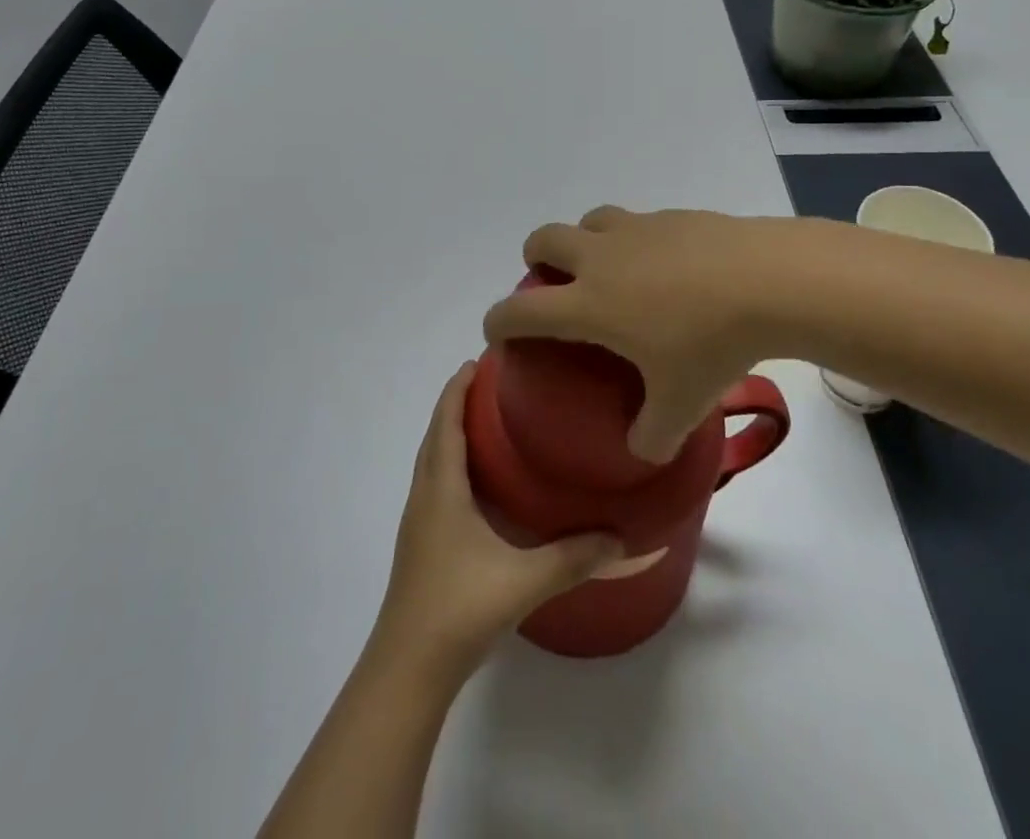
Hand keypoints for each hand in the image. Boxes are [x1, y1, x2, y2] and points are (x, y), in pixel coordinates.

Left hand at [374, 363, 623, 673]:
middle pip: (435, 435)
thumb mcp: (524, 580)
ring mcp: (419, 522)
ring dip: (451, 433)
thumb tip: (621, 536)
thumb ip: (573, 557)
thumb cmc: (459, 609)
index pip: (446, 422)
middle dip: (456, 404)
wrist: (408, 669)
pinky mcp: (421, 544)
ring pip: (432, 461)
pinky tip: (478, 483)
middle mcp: (425, 496)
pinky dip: (451, 463)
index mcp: (442, 488)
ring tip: (487, 422)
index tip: (478, 360)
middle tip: (492, 384)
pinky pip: (435, 484)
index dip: (457, 389)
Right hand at [482, 206, 813, 461]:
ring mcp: (637, 230)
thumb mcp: (681, 405)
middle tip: (553, 284)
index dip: (499, 321)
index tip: (497, 332)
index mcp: (590, 303)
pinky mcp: (671, 216)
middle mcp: (602, 258)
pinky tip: (665, 265)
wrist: (766, 280)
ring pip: (589, 220)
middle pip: (544, 239)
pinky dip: (633, 239)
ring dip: (583, 239)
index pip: (522, 310)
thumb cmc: (712, 344)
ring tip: (607, 267)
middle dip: (536, 259)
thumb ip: (652, 436)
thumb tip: (643, 450)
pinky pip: (636, 221)